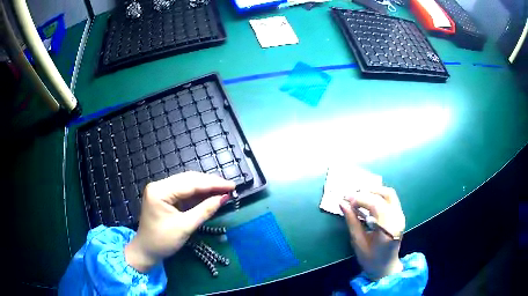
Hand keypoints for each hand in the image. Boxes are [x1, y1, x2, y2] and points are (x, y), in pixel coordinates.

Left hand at [124, 172, 234, 272]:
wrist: (146, 251)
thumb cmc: (162, 241)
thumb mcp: (185, 227)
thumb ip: (205, 210)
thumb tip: (224, 198)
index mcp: (160, 191)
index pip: (190, 183)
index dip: (213, 184)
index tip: (232, 185)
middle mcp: (159, 185)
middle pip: (189, 179)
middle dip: (210, 183)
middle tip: (230, 187)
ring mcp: (161, 190)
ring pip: (187, 183)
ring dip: (205, 187)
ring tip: (223, 189)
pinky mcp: (165, 196)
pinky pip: (184, 191)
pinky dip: (198, 193)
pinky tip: (210, 194)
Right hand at [339, 187, 405, 279]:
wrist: (386, 267)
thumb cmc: (370, 259)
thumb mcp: (358, 242)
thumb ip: (352, 221)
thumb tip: (342, 204)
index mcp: (388, 228)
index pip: (376, 204)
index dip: (360, 198)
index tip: (346, 199)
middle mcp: (398, 219)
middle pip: (385, 195)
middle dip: (366, 193)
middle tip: (351, 197)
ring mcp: (400, 216)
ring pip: (390, 194)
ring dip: (374, 192)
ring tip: (359, 197)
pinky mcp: (400, 215)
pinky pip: (391, 199)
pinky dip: (379, 196)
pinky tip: (368, 201)